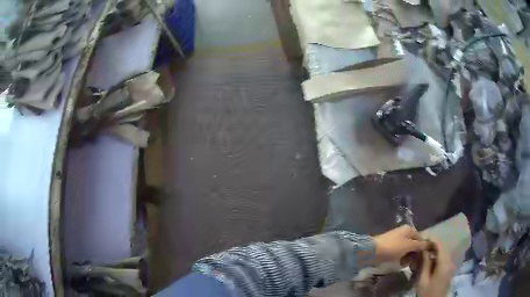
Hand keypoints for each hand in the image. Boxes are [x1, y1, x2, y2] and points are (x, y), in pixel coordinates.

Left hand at [373, 225, 428, 264]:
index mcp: (409, 229)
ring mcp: (397, 241)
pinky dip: (402, 259)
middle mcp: (404, 233)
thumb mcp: (409, 245)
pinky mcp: (391, 249)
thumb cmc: (393, 247)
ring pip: (408, 250)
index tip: (424, 259)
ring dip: (409, 258)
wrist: (373, 252)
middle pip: (414, 245)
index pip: (421, 239)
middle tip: (415, 264)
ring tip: (407, 264)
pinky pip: (400, 254)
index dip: (423, 248)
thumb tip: (430, 244)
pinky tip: (401, 264)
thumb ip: (420, 245)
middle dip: (415, 255)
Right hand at [417, 240, 455, 296]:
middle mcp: (450, 261)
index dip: (432, 239)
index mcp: (444, 263)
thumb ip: (425, 263)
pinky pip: (444, 257)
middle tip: (421, 245)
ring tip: (423, 252)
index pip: (440, 245)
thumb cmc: (427, 293)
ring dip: (435, 250)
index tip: (422, 238)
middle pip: (443, 247)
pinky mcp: (449, 269)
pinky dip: (437, 256)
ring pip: (444, 252)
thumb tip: (423, 249)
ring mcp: (451, 265)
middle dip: (433, 244)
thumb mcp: (423, 280)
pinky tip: (429, 260)